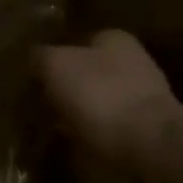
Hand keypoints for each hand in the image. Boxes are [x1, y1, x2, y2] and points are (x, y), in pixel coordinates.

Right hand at [35, 29, 181, 173]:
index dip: (55, 58)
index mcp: (114, 38)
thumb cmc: (99, 95)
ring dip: (81, 110)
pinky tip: (78, 142)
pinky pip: (111, 125)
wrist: (148, 143)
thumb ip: (40, 57)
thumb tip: (34, 58)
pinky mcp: (148, 128)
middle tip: (43, 103)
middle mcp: (134, 61)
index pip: (79, 41)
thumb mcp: (55, 66)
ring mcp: (145, 96)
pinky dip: (95, 131)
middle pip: (90, 70)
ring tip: (56, 126)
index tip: (37, 78)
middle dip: (69, 85)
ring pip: (101, 98)